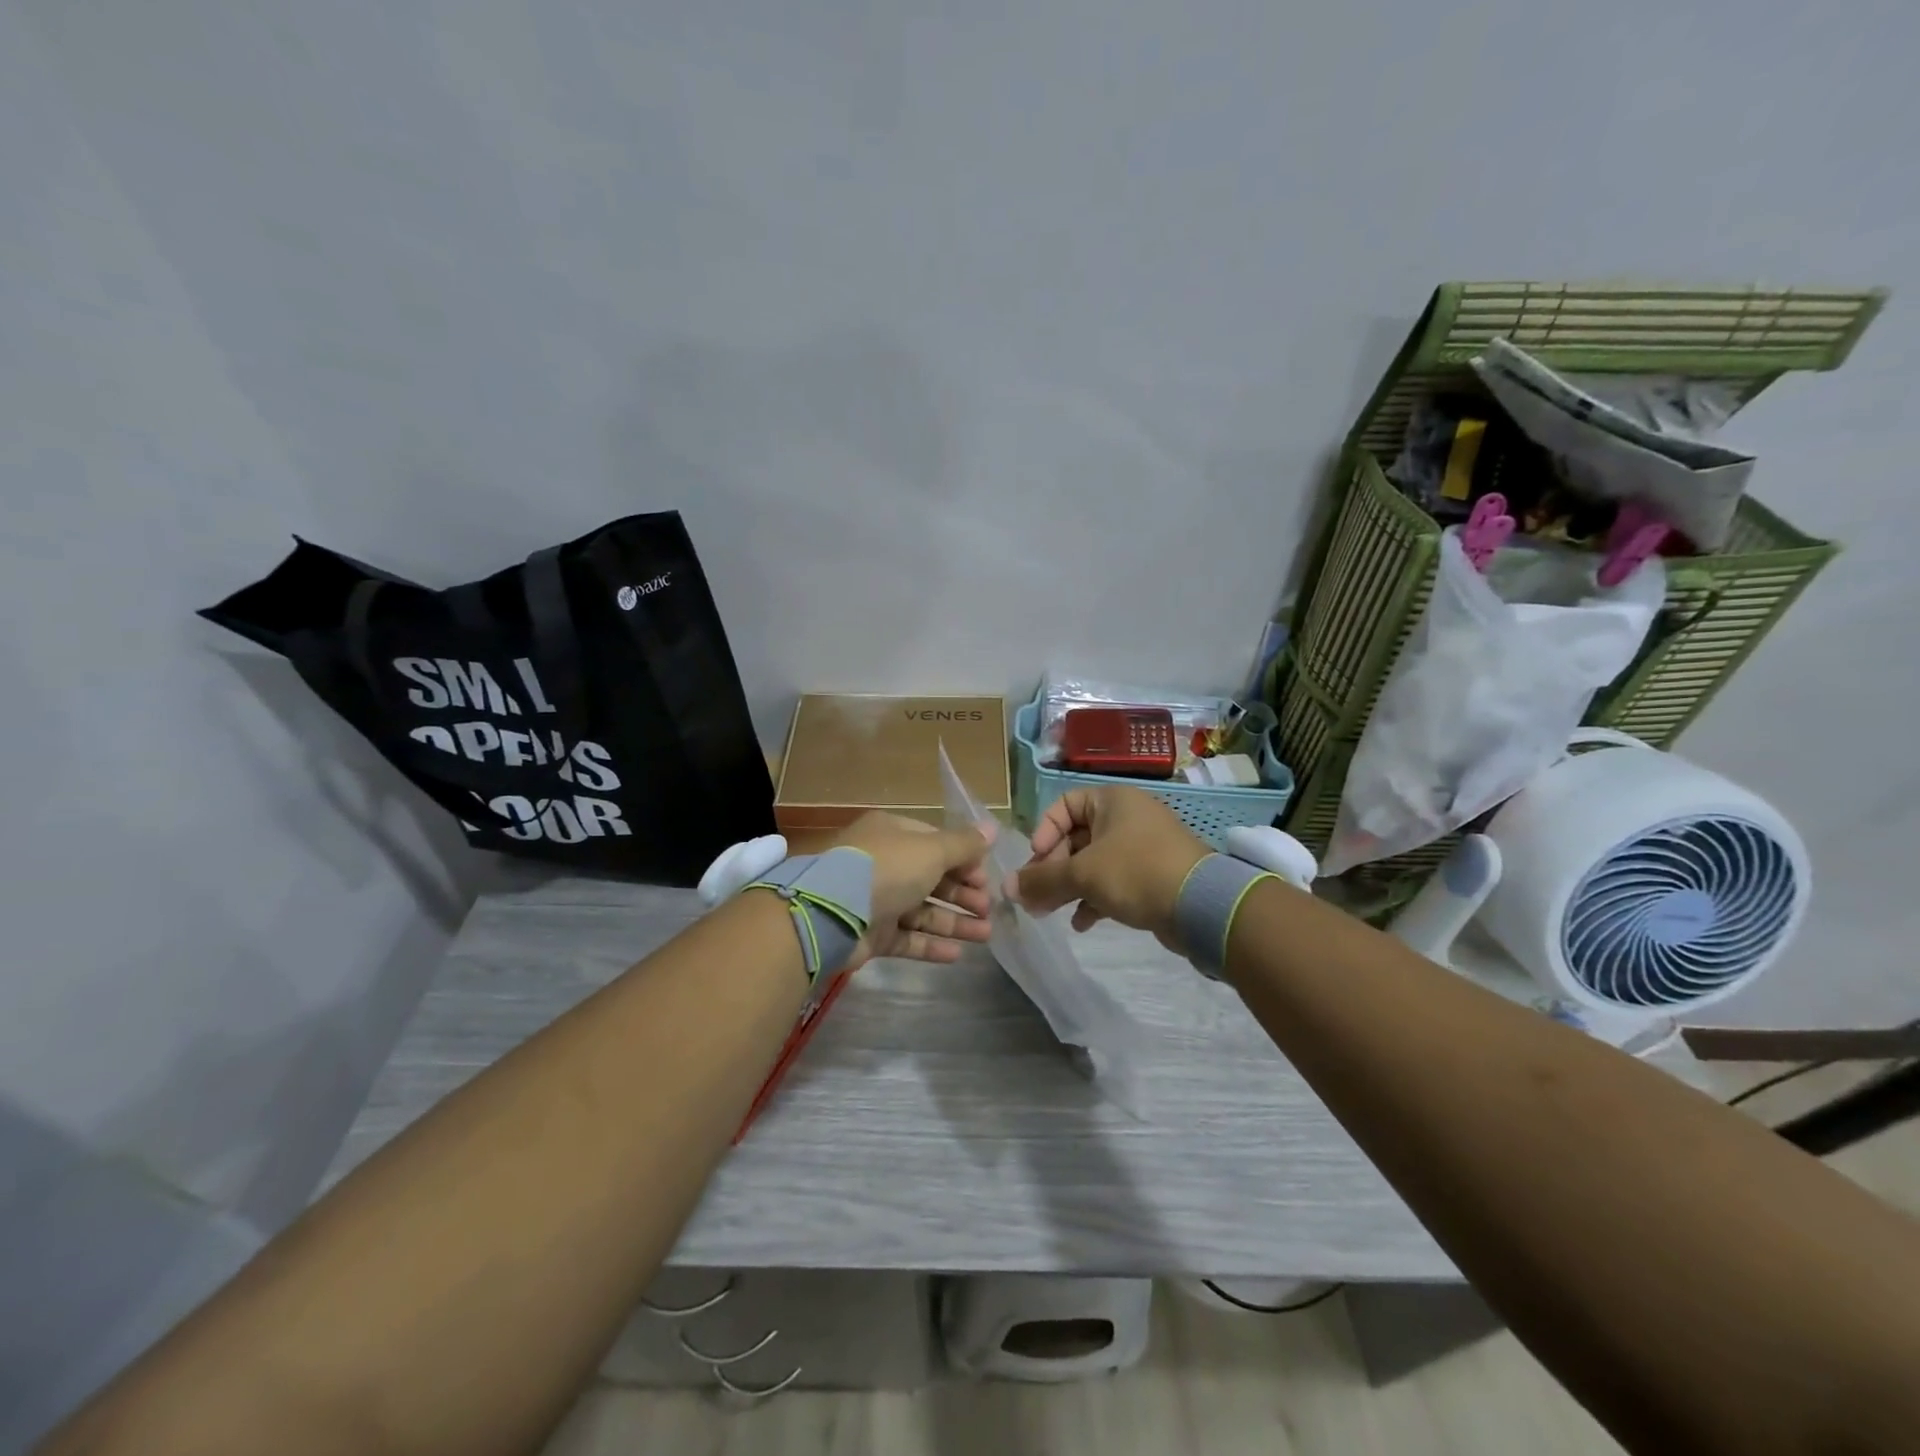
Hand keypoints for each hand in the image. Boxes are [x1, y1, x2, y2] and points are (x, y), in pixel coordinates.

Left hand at [832, 812, 993, 969]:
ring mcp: (875, 900)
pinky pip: (906, 937)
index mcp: (893, 833)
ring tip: (986, 935)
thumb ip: (964, 845)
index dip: (964, 860)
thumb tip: (992, 829)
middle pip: (931, 878)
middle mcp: (884, 863)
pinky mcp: (870, 933)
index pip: (936, 842)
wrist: (832, 913)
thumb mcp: (931, 850)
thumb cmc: (888, 869)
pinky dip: (930, 944)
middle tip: (988, 909)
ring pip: (921, 910)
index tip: (986, 878)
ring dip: (954, 921)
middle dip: (962, 894)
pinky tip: (957, 954)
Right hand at [1008, 786, 1207, 950]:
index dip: (1044, 831)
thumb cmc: (1136, 872)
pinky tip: (1082, 923)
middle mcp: (1127, 817)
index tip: (1037, 860)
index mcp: (1112, 800)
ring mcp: (1143, 847)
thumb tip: (1007, 888)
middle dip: (1052, 868)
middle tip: (1036, 896)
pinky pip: (1114, 881)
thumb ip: (1042, 879)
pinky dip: (1094, 898)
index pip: (1064, 805)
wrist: (1202, 905)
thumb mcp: (1082, 874)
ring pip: (1093, 862)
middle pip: (1076, 837)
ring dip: (1069, 887)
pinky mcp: (1153, 876)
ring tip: (1049, 913)